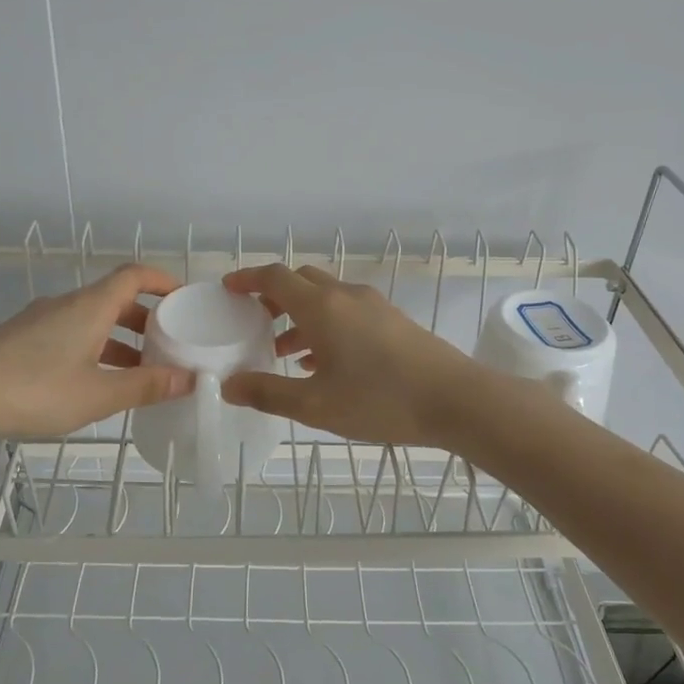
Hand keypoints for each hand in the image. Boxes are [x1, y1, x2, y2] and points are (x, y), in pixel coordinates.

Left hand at [0, 264, 194, 451]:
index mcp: (90, 306)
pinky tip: (94, 381)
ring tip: (138, 371)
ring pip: (91, 320)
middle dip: (146, 319)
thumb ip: (146, 387)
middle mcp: (66, 305)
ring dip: (119, 339)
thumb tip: (190, 379)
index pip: (134, 275)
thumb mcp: (98, 395)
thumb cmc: (34, 390)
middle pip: (114, 298)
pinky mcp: (20, 339)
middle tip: (168, 343)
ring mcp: (39, 321)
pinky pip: (69, 334)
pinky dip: (93, 348)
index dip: (162, 281)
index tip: (184, 298)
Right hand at [218, 264, 481, 448]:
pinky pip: (346, 312)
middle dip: (272, 296)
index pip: (275, 277)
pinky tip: (322, 363)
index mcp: (321, 307)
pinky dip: (324, 326)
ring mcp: (373, 306)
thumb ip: (268, 393)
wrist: (456, 400)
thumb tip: (229, 386)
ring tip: (282, 351)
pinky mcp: (392, 321)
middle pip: (300, 281)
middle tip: (252, 321)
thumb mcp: (315, 406)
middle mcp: (345, 296)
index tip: (227, 289)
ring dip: (299, 315)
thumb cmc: (380, 400)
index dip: (247, 279)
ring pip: (325, 299)